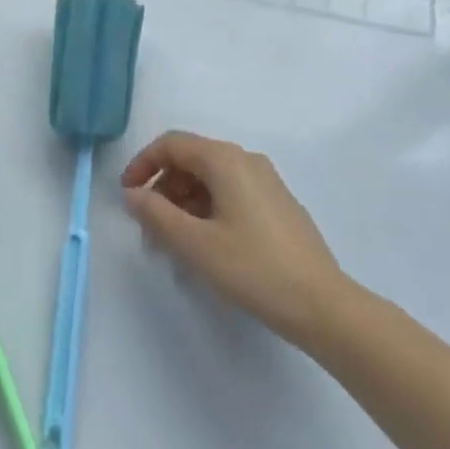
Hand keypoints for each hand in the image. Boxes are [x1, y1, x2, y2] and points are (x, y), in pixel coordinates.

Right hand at [121, 130, 344, 346]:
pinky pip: (230, 192)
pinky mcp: (277, 203)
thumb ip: (157, 215)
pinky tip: (207, 246)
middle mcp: (245, 159)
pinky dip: (208, 209)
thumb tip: (133, 194)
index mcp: (225, 159)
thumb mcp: (196, 245)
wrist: (322, 304)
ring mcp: (265, 180)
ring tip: (175, 245)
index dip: (143, 164)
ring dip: (185, 203)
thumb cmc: (254, 269)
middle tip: (150, 231)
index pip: (172, 144)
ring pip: (211, 178)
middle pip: (191, 160)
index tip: (127, 196)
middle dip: (164, 189)